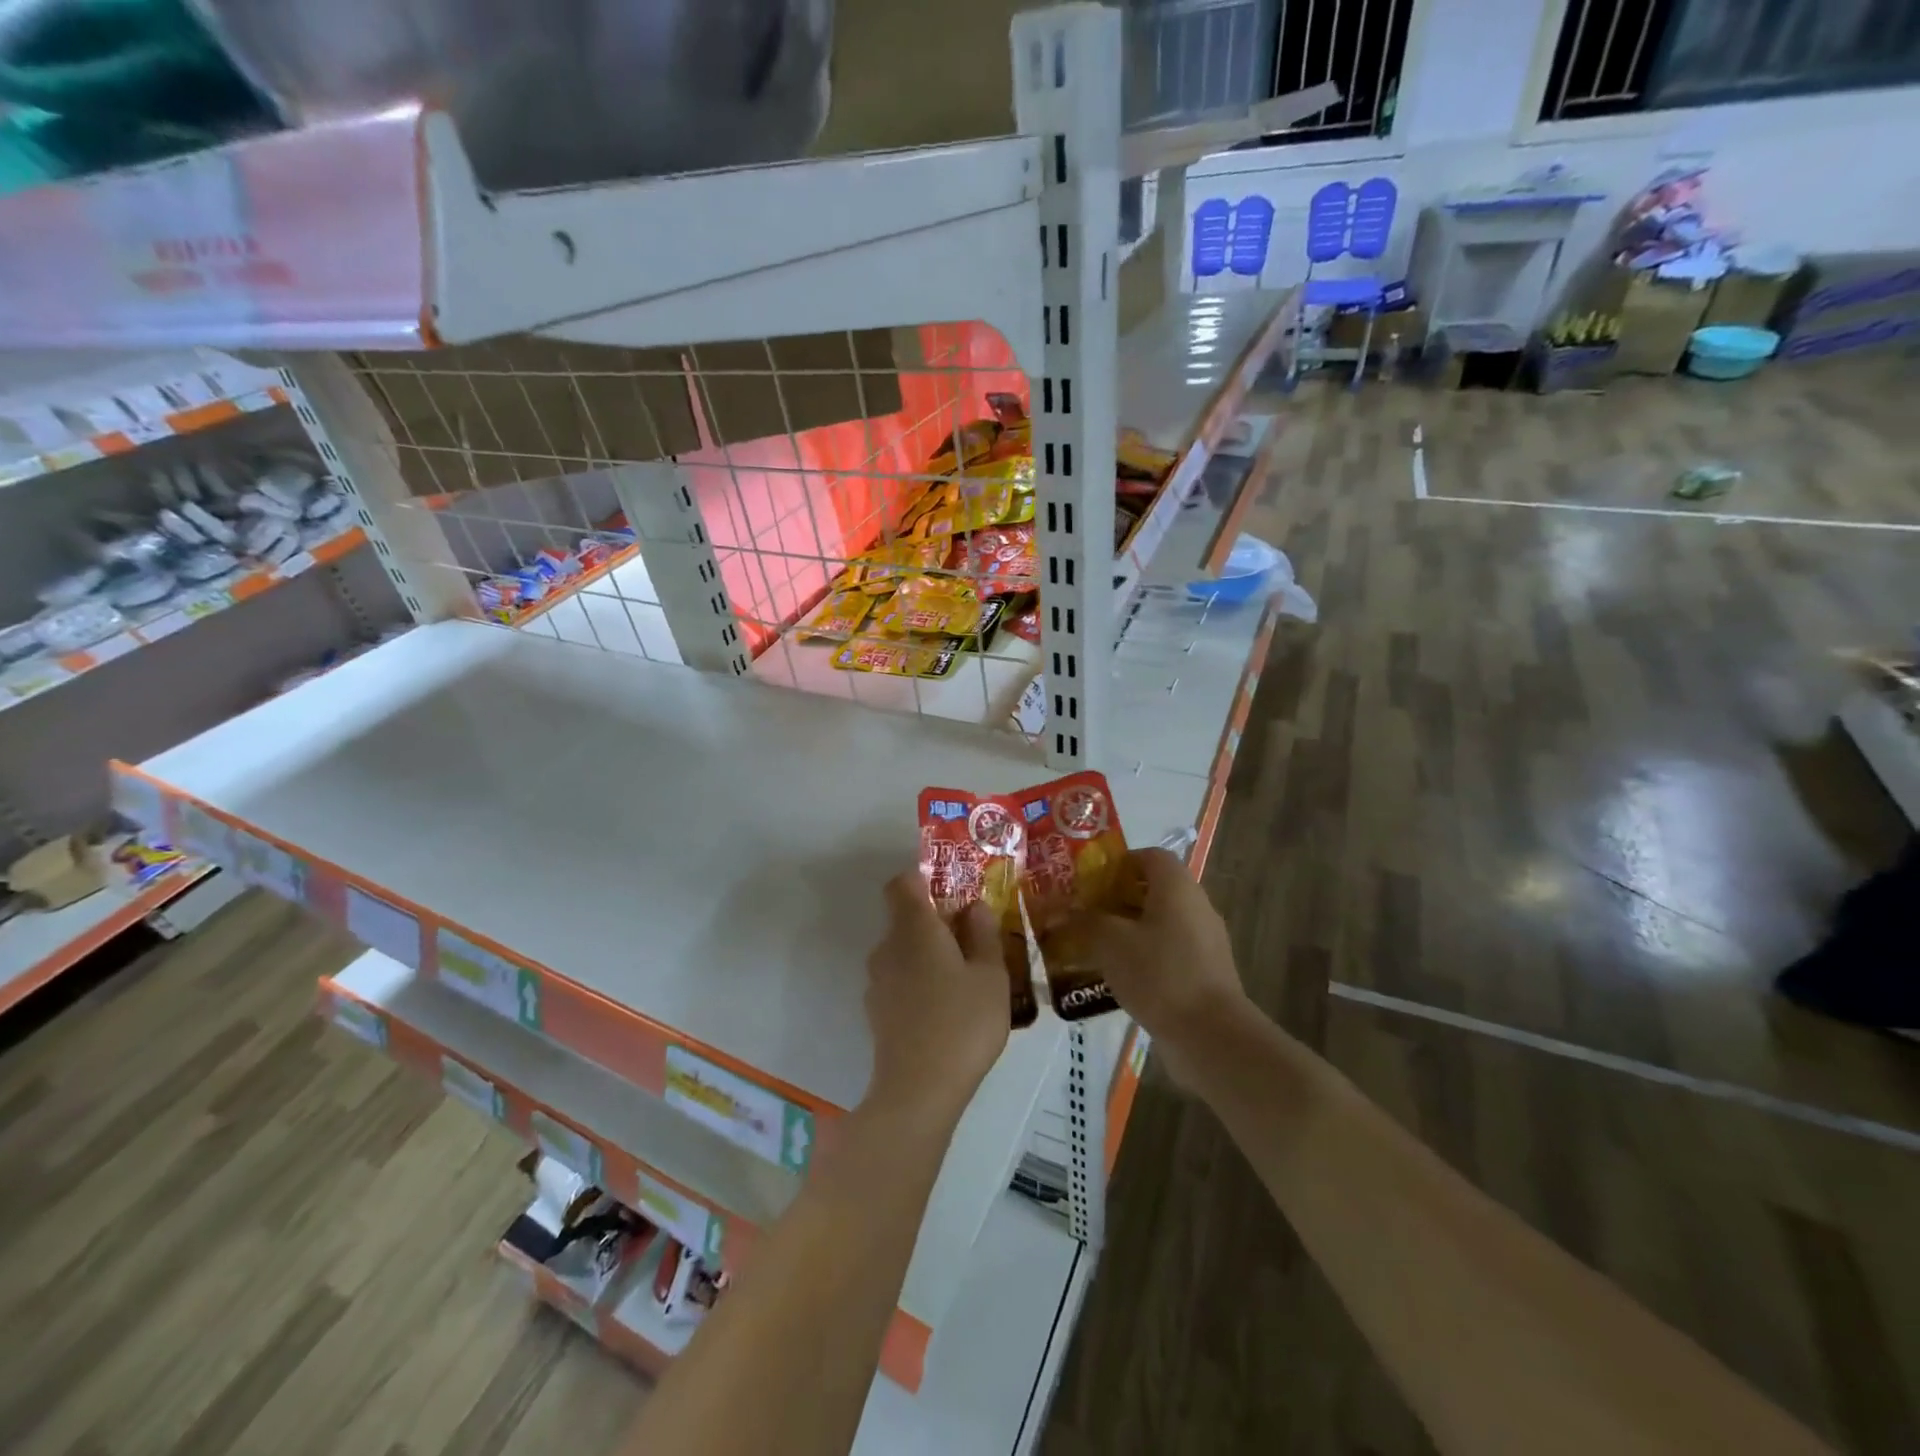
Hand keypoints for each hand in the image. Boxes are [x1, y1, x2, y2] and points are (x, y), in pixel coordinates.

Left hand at [863, 871, 1010, 1126]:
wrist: (918, 1091)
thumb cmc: (962, 1023)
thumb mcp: (991, 976)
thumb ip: (983, 935)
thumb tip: (973, 906)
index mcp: (914, 928)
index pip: (902, 883)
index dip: (923, 878)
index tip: (951, 890)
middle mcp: (887, 947)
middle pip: (905, 918)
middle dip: (935, 922)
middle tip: (973, 939)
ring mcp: (877, 981)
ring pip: (902, 952)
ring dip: (928, 955)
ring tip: (965, 979)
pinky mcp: (876, 1011)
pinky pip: (899, 980)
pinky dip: (919, 983)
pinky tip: (946, 1009)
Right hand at [1054, 847, 1248, 1070]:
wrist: (1211, 1035)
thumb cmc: (1159, 973)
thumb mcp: (1110, 942)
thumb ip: (1082, 921)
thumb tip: (1056, 909)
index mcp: (1177, 887)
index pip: (1149, 856)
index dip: (1118, 863)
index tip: (1089, 881)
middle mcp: (1195, 906)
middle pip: (1152, 890)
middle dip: (1115, 899)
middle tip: (1081, 913)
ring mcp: (1203, 942)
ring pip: (1158, 924)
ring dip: (1126, 931)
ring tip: (1091, 947)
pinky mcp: (1204, 973)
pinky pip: (1167, 953)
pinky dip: (1142, 957)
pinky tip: (1116, 977)